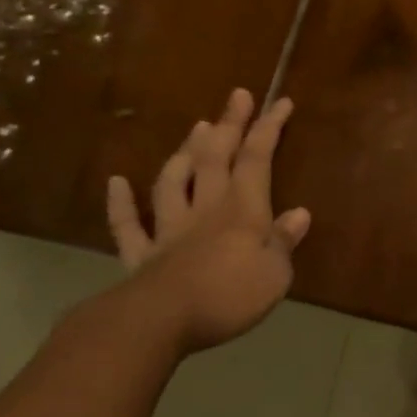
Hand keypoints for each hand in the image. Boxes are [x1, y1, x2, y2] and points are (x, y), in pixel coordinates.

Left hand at [104, 90, 310, 356]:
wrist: (161, 321)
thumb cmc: (230, 295)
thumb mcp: (275, 273)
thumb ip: (284, 242)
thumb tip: (300, 213)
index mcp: (243, 210)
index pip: (257, 159)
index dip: (268, 128)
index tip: (280, 102)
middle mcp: (206, 209)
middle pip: (216, 158)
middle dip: (229, 124)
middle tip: (237, 96)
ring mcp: (170, 229)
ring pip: (175, 181)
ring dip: (185, 152)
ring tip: (196, 127)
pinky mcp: (142, 254)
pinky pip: (129, 224)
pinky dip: (121, 203)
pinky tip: (116, 182)